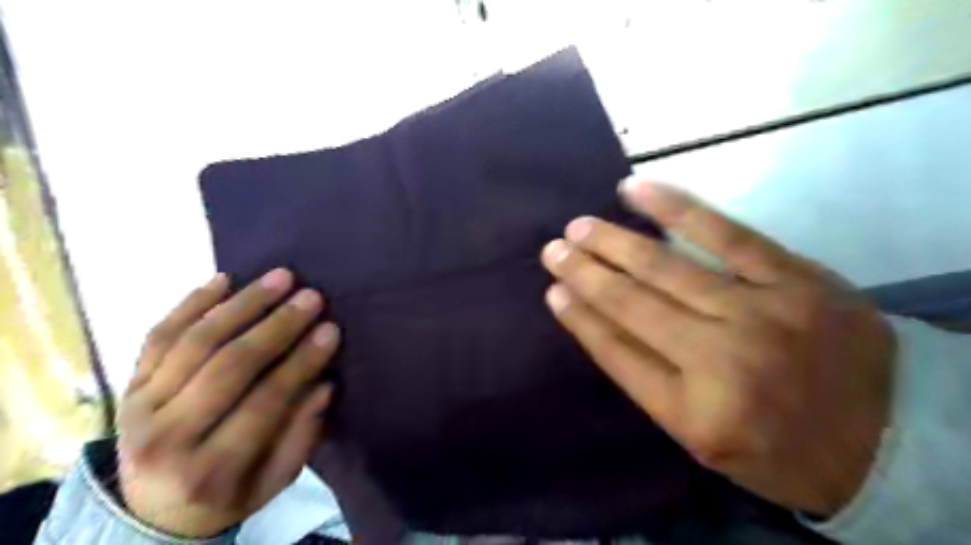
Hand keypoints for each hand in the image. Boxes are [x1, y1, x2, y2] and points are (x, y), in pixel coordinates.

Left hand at [116, 268, 338, 535]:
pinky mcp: (127, 385)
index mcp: (209, 470)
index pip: (265, 402)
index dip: (301, 362)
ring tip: (280, 278)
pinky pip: (159, 336)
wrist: (152, 512)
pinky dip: (191, 303)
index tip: (331, 329)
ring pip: (194, 342)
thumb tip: (323, 383)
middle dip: (276, 326)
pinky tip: (224, 279)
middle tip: (311, 297)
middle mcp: (165, 436)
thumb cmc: (229, 494)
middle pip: (228, 366)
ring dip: (242, 304)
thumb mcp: (276, 480)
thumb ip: (302, 435)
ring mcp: (139, 406)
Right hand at [542, 178, 890, 514]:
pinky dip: (676, 209)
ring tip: (578, 227)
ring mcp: (760, 314)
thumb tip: (598, 323)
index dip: (580, 319)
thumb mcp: (702, 437)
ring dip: (615, 243)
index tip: (552, 290)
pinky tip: (637, 192)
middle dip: (585, 274)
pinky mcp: (794, 278)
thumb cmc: (779, 446)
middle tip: (552, 249)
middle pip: (633, 305)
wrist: (888, 439)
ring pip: (667, 268)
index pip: (617, 353)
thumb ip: (649, 382)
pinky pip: (726, 234)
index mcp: (694, 412)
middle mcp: (721, 361)